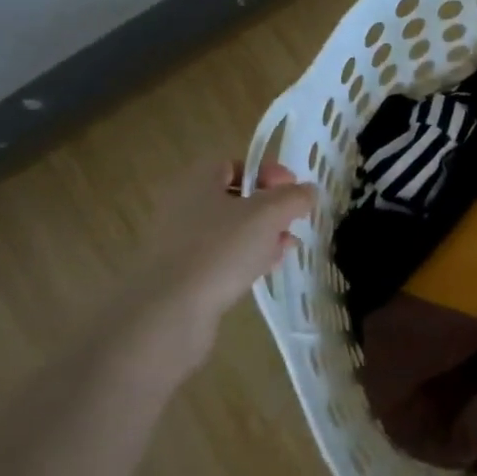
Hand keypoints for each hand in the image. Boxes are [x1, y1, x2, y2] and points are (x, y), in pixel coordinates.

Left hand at [115, 160, 315, 373]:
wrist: (168, 311)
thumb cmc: (220, 250)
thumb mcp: (267, 215)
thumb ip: (293, 198)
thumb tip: (308, 190)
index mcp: (197, 182)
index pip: (234, 164)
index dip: (267, 172)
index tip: (294, 190)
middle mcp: (184, 207)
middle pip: (234, 198)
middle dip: (269, 208)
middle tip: (294, 221)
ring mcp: (180, 243)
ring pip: (230, 231)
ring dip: (262, 235)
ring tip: (287, 248)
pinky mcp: (183, 276)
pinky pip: (221, 258)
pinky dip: (245, 259)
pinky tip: (266, 270)